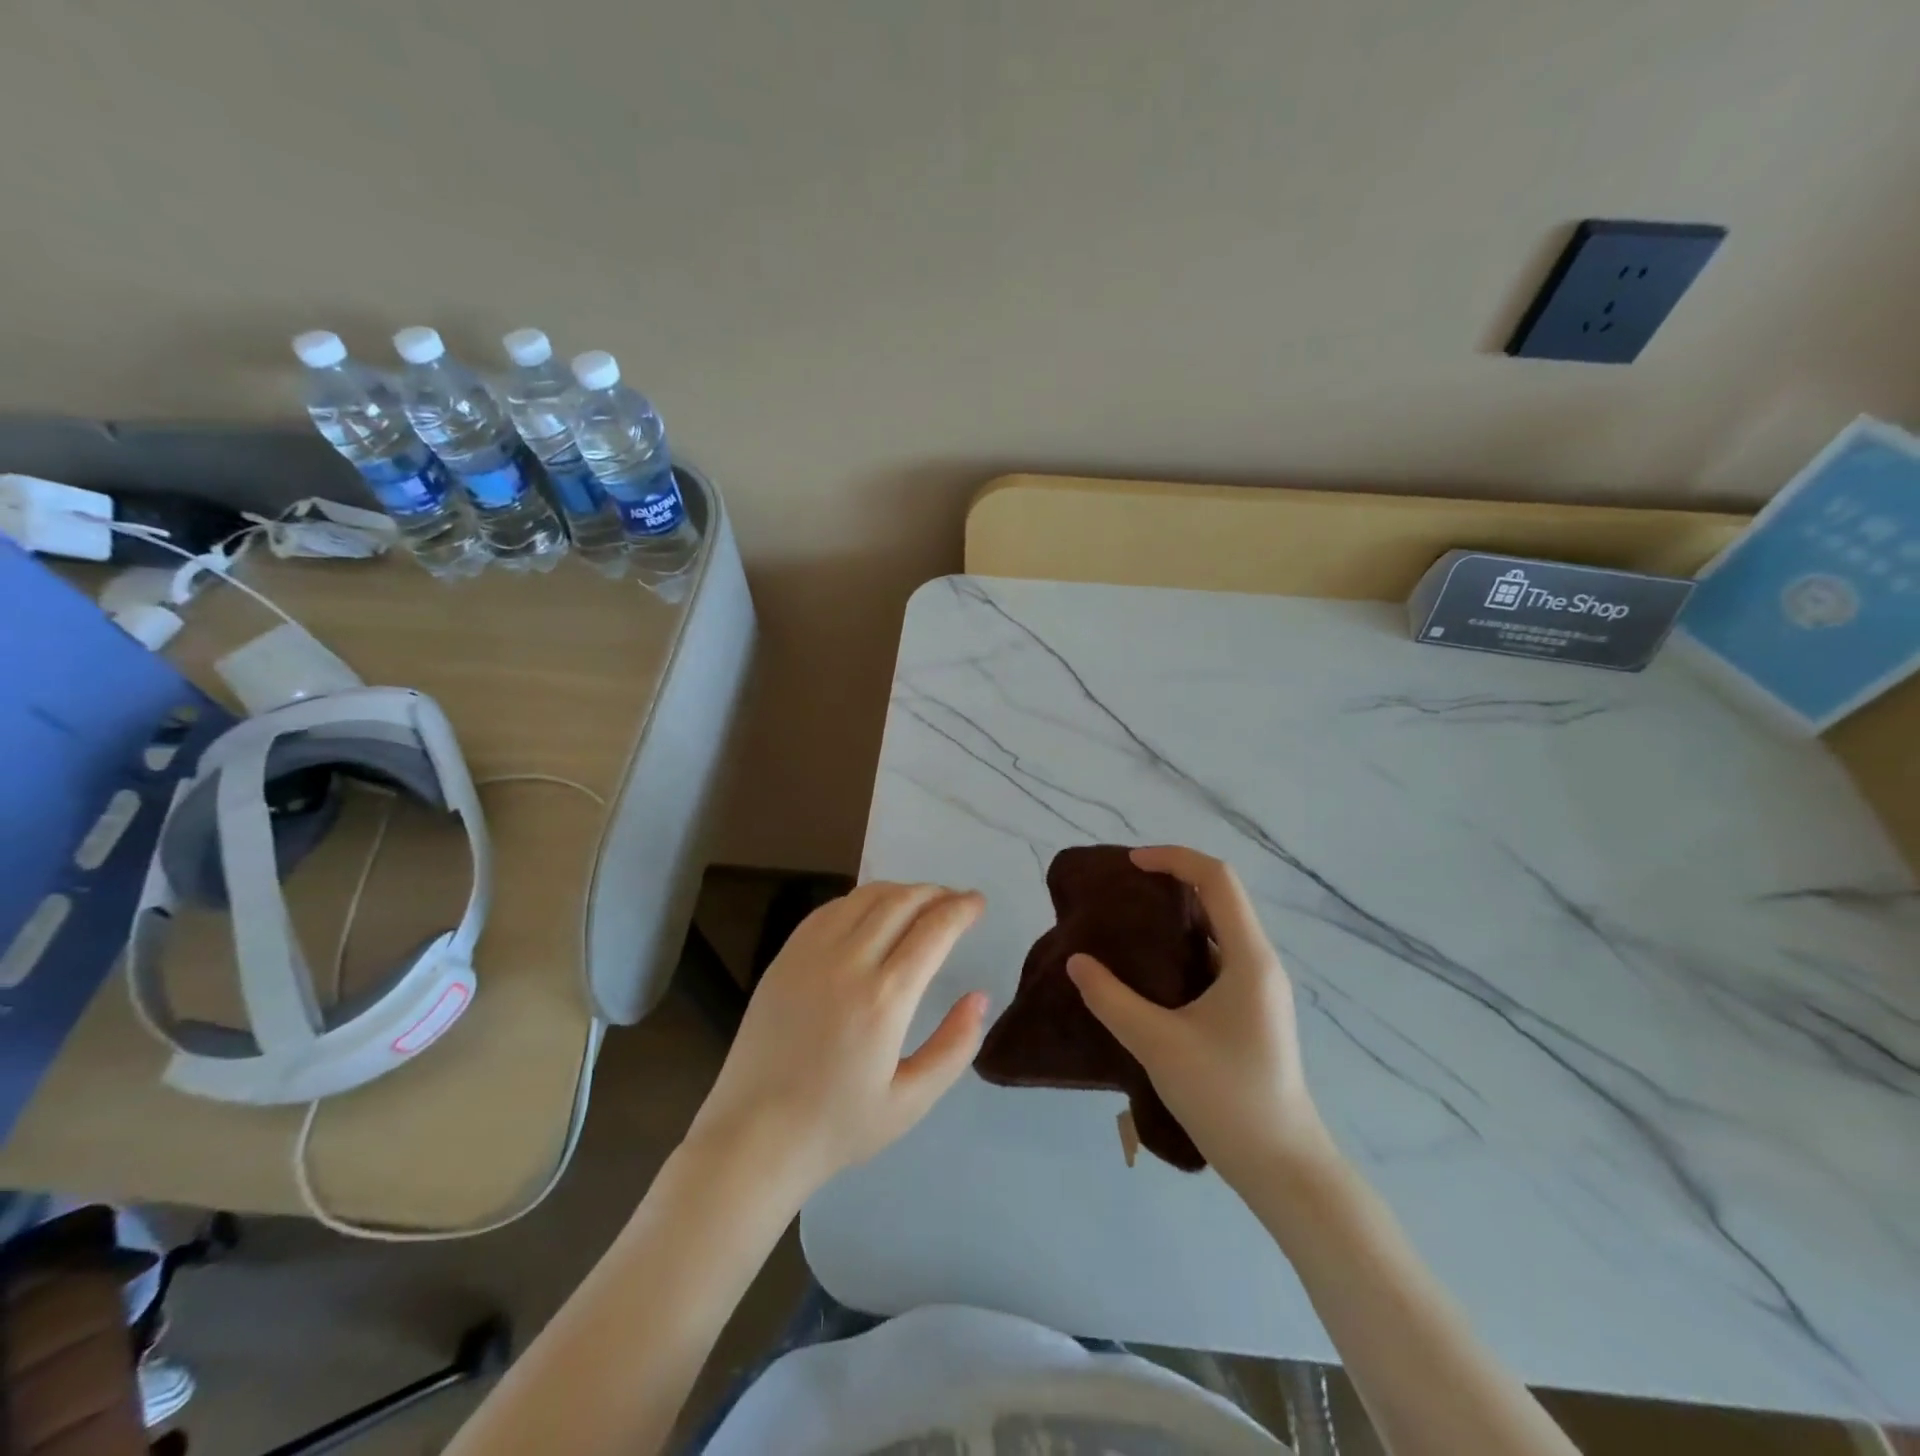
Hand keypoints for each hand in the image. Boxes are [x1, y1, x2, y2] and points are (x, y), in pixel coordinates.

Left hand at [685, 882, 988, 1200]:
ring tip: (919, 903)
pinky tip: (872, 914)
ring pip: (865, 897)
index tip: (978, 904)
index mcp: (885, 999)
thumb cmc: (838, 1126)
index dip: (961, 909)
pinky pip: (830, 910)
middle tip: (955, 901)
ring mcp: (810, 955)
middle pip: (901, 902)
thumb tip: (979, 997)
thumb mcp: (911, 1101)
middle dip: (936, 893)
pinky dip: (861, 901)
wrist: (753, 1135)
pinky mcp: (785, 957)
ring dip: (900, 891)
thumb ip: (954, 1046)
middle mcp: (849, 963)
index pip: (933, 930)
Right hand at [1066, 846, 1334, 1185]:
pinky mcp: (1251, 1012)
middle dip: (1171, 882)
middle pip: (1219, 898)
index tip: (1130, 865)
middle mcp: (1260, 963)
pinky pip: (1216, 959)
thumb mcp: (1158, 1044)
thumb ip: (1111, 999)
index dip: (1173, 858)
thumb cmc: (1226, 1097)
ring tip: (1127, 927)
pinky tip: (1149, 973)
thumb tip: (1077, 962)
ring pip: (1217, 930)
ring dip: (1176, 917)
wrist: (1283, 1167)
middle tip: (1121, 893)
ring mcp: (1259, 989)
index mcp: (1249, 958)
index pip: (1217, 879)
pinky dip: (1182, 949)